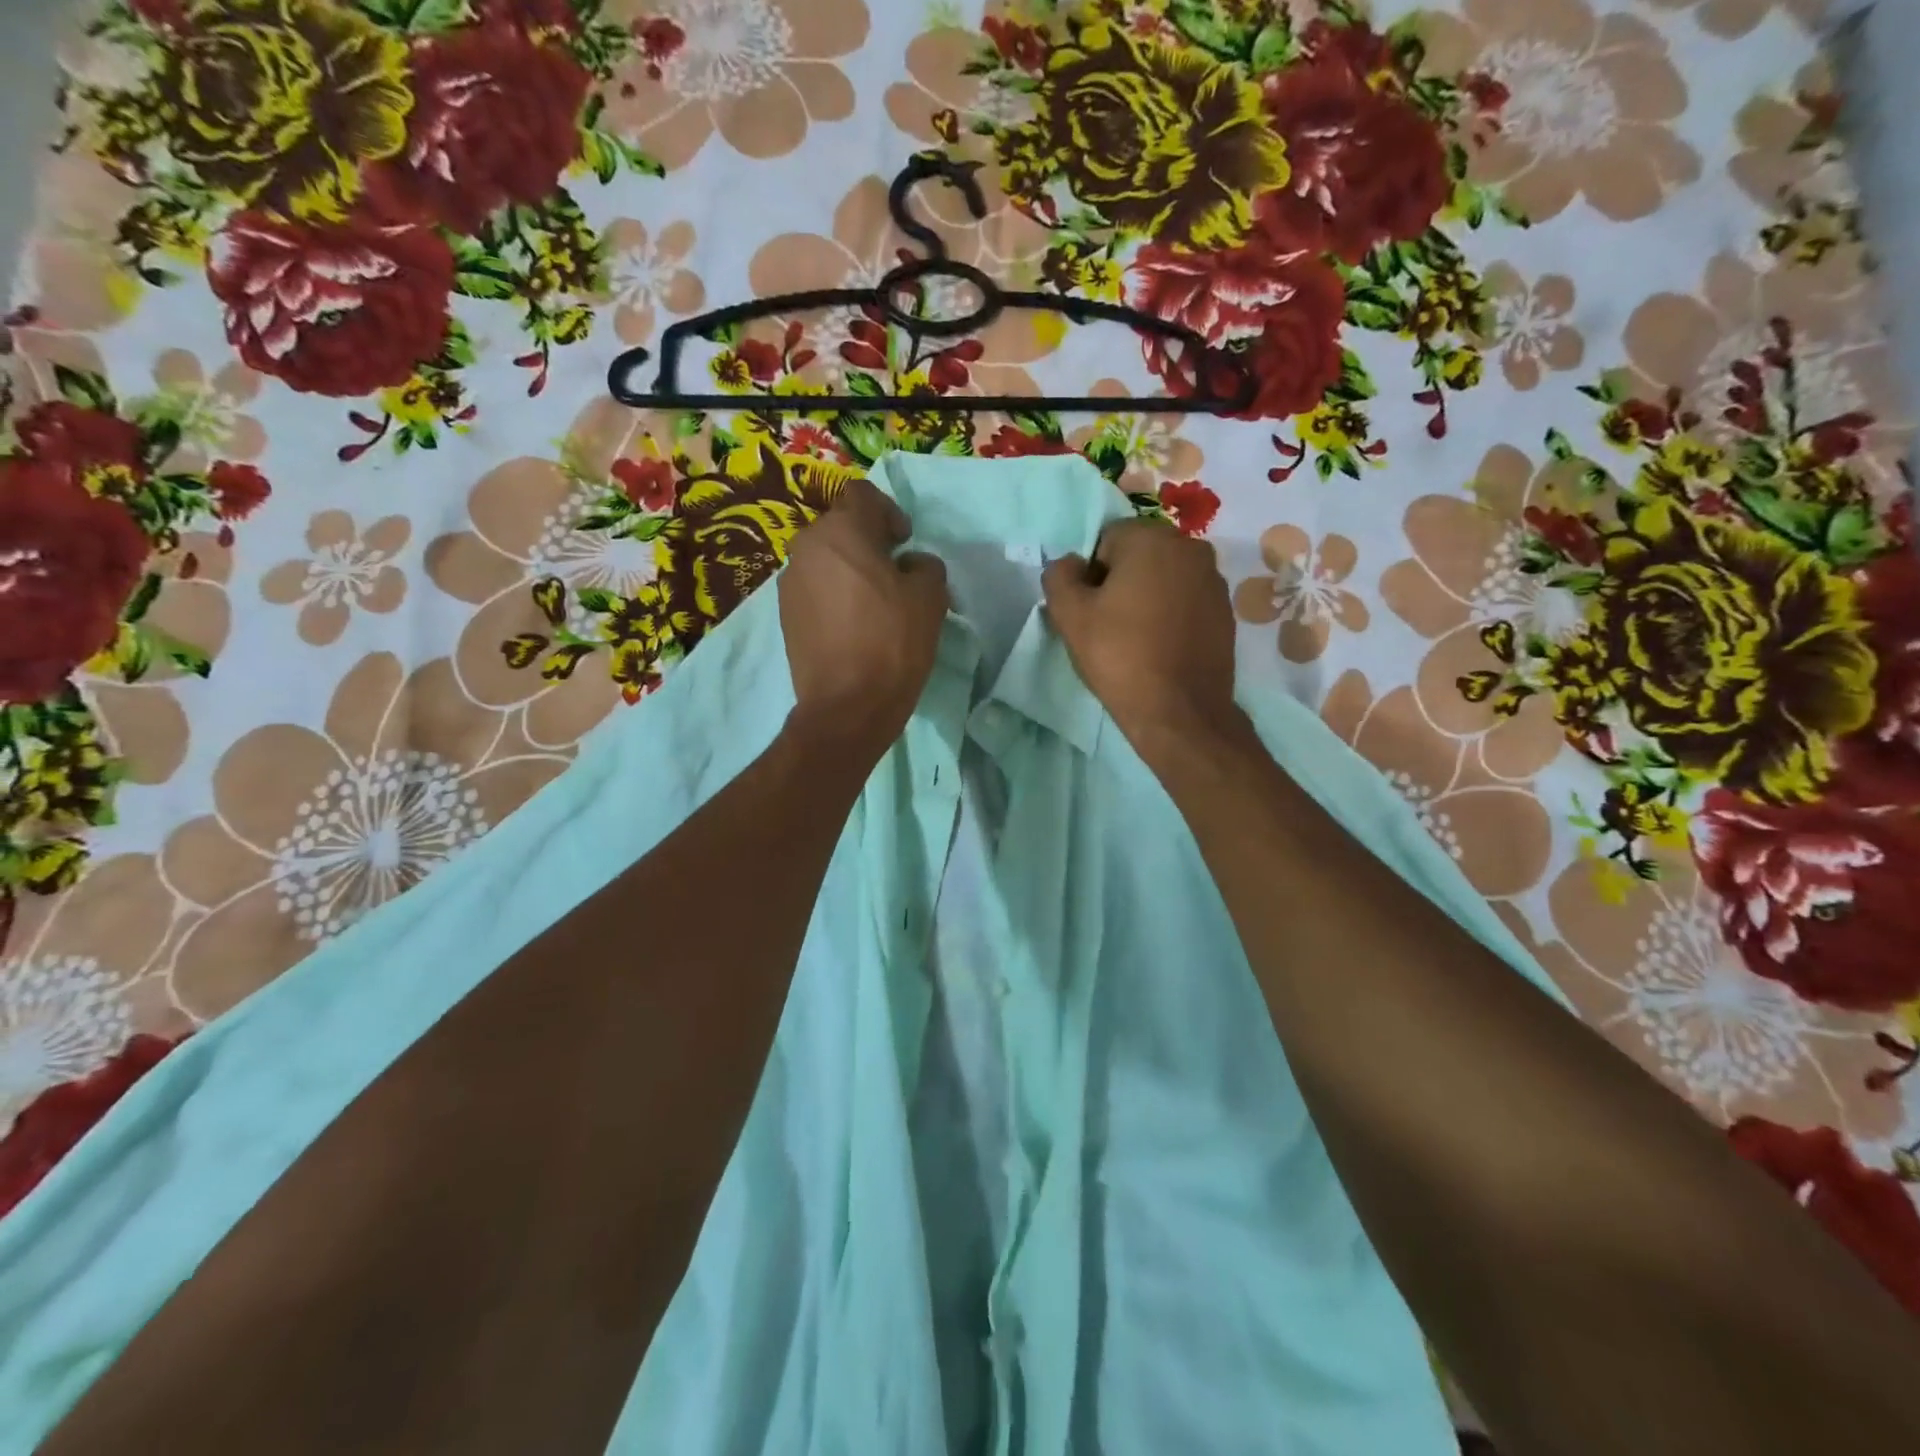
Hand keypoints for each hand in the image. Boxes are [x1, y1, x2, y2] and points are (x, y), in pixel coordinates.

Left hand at [779, 478, 948, 751]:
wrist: (847, 705)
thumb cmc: (892, 642)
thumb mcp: (930, 597)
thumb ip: (925, 566)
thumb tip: (910, 565)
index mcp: (841, 531)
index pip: (863, 495)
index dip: (889, 512)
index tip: (904, 543)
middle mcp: (806, 547)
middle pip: (841, 528)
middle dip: (869, 543)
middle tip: (895, 574)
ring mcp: (790, 583)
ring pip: (826, 560)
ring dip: (850, 570)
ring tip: (874, 604)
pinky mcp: (785, 615)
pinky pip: (815, 589)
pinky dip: (835, 596)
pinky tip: (854, 626)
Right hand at [1042, 517, 1240, 754]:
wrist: (1179, 711)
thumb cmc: (1120, 656)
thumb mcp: (1070, 616)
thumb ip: (1059, 576)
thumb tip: (1071, 564)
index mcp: (1151, 538)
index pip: (1105, 540)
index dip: (1090, 575)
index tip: (1090, 610)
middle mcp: (1190, 547)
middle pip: (1138, 555)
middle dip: (1120, 582)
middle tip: (1108, 625)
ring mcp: (1213, 579)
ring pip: (1164, 578)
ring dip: (1146, 597)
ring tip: (1136, 639)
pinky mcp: (1225, 610)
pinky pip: (1185, 600)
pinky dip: (1170, 614)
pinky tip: (1161, 647)